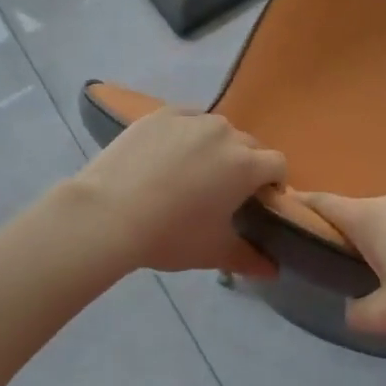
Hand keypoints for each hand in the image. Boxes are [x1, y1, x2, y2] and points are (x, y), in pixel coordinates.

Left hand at [69, 108, 285, 277]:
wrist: (108, 214)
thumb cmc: (170, 235)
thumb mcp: (213, 252)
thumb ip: (249, 258)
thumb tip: (272, 271)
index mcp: (246, 165)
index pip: (277, 164)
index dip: (273, 184)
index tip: (256, 203)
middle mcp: (225, 133)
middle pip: (248, 145)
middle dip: (244, 165)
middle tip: (222, 192)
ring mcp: (192, 119)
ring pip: (217, 129)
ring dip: (216, 147)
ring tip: (191, 172)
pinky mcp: (162, 114)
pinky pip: (187, 119)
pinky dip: (186, 134)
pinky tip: (167, 155)